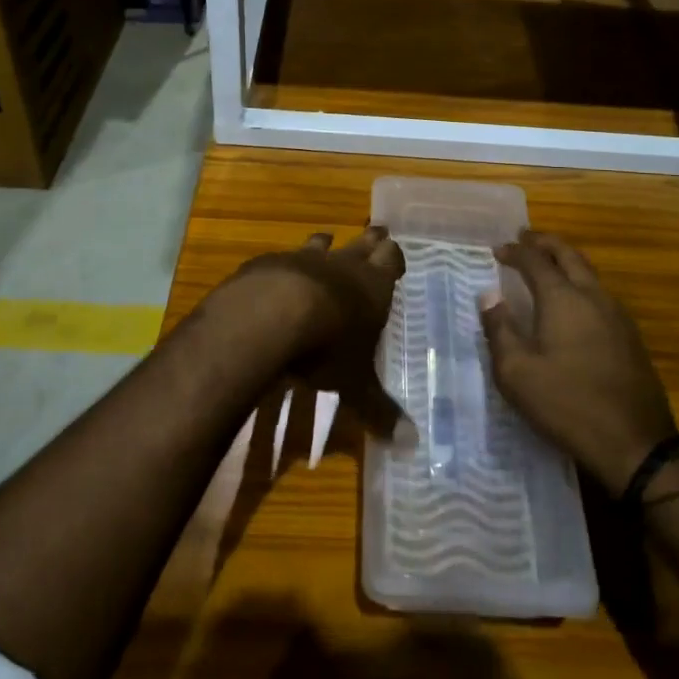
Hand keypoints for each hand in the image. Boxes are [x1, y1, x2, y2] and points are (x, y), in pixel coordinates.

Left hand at [213, 227, 407, 439]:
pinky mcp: (267, 263)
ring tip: (327, 241)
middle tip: (375, 232)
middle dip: (369, 241)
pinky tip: (277, 275)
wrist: (268, 316)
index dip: (393, 257)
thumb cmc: (326, 348)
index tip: (394, 253)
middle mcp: (341, 265)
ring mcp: (302, 259)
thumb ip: (380, 411)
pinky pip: (281, 258)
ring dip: (325, 245)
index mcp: (371, 287)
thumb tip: (411, 446)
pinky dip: (284, 265)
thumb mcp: (355, 384)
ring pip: (320, 243)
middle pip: (361, 243)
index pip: (391, 259)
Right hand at [479, 230, 676, 494]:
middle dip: (545, 243)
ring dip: (565, 261)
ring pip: (589, 272)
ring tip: (546, 264)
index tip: (498, 250)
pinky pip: (600, 293)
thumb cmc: (568, 404)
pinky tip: (572, 301)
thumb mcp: (517, 373)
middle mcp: (593, 296)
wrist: (636, 444)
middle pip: (569, 255)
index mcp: (563, 299)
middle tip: (525, 238)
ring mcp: (617, 315)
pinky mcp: (630, 336)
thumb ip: (499, 329)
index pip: (535, 261)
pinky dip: (580, 282)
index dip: (515, 252)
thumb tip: (488, 295)